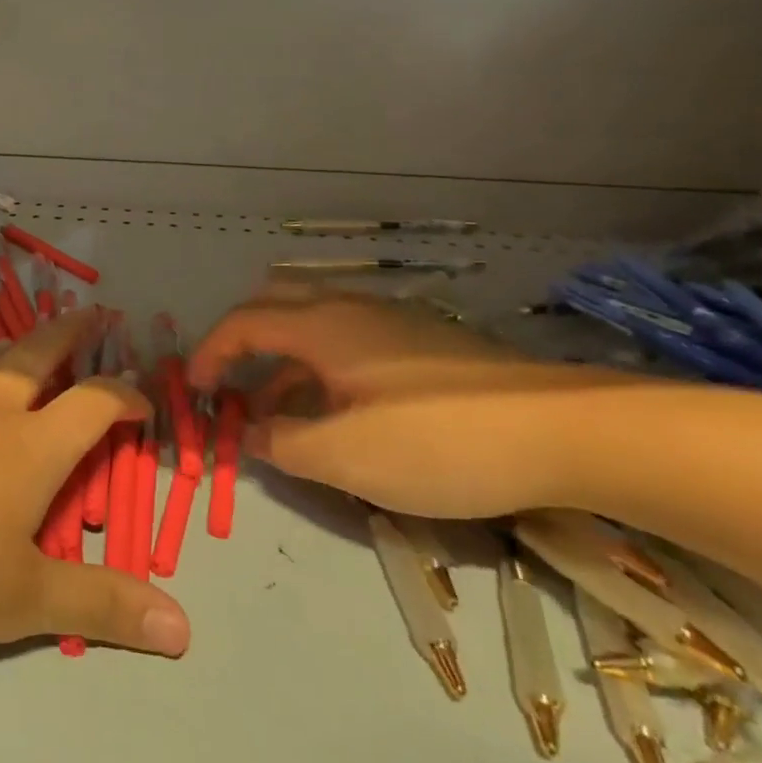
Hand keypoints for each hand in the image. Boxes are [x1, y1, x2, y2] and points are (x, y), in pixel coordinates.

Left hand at [0, 309, 191, 657]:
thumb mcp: (22, 600)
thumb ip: (100, 607)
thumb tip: (184, 630)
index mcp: (29, 447)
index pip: (92, 404)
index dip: (124, 396)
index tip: (142, 403)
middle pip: (36, 354)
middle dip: (69, 332)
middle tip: (89, 311)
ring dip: (12, 347)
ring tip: (23, 343)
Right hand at [187, 284, 644, 518]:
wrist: (567, 431)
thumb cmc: (439, 440)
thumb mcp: (347, 457)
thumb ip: (285, 444)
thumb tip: (252, 433)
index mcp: (321, 325)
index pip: (242, 323)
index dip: (210, 353)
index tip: (194, 391)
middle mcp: (349, 309)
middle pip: (274, 305)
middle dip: (242, 342)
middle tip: (229, 385)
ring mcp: (391, 322)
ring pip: (314, 327)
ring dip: (283, 362)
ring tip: (277, 414)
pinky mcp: (425, 343)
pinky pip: (349, 342)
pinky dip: (321, 368)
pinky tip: (340, 412)